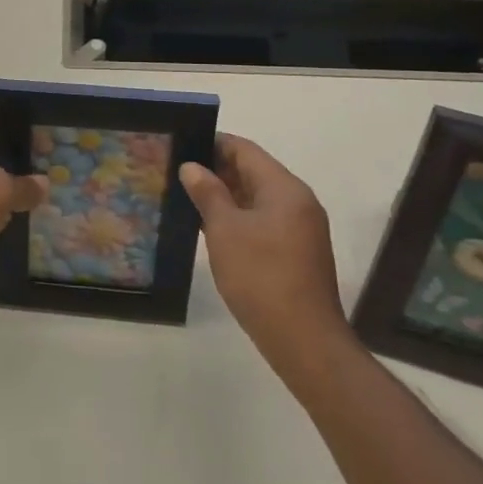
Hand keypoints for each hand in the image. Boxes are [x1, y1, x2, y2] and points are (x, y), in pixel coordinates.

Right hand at [180, 134, 352, 364]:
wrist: (303, 340)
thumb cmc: (261, 276)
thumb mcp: (224, 230)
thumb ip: (208, 193)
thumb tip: (192, 167)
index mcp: (284, 188)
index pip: (245, 150)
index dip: (212, 143)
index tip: (182, 145)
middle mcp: (298, 201)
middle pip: (253, 171)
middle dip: (217, 170)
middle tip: (178, 173)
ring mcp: (301, 228)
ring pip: (258, 198)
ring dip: (226, 196)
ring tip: (188, 199)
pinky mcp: (298, 252)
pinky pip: (264, 221)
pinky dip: (239, 218)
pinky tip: (213, 229)